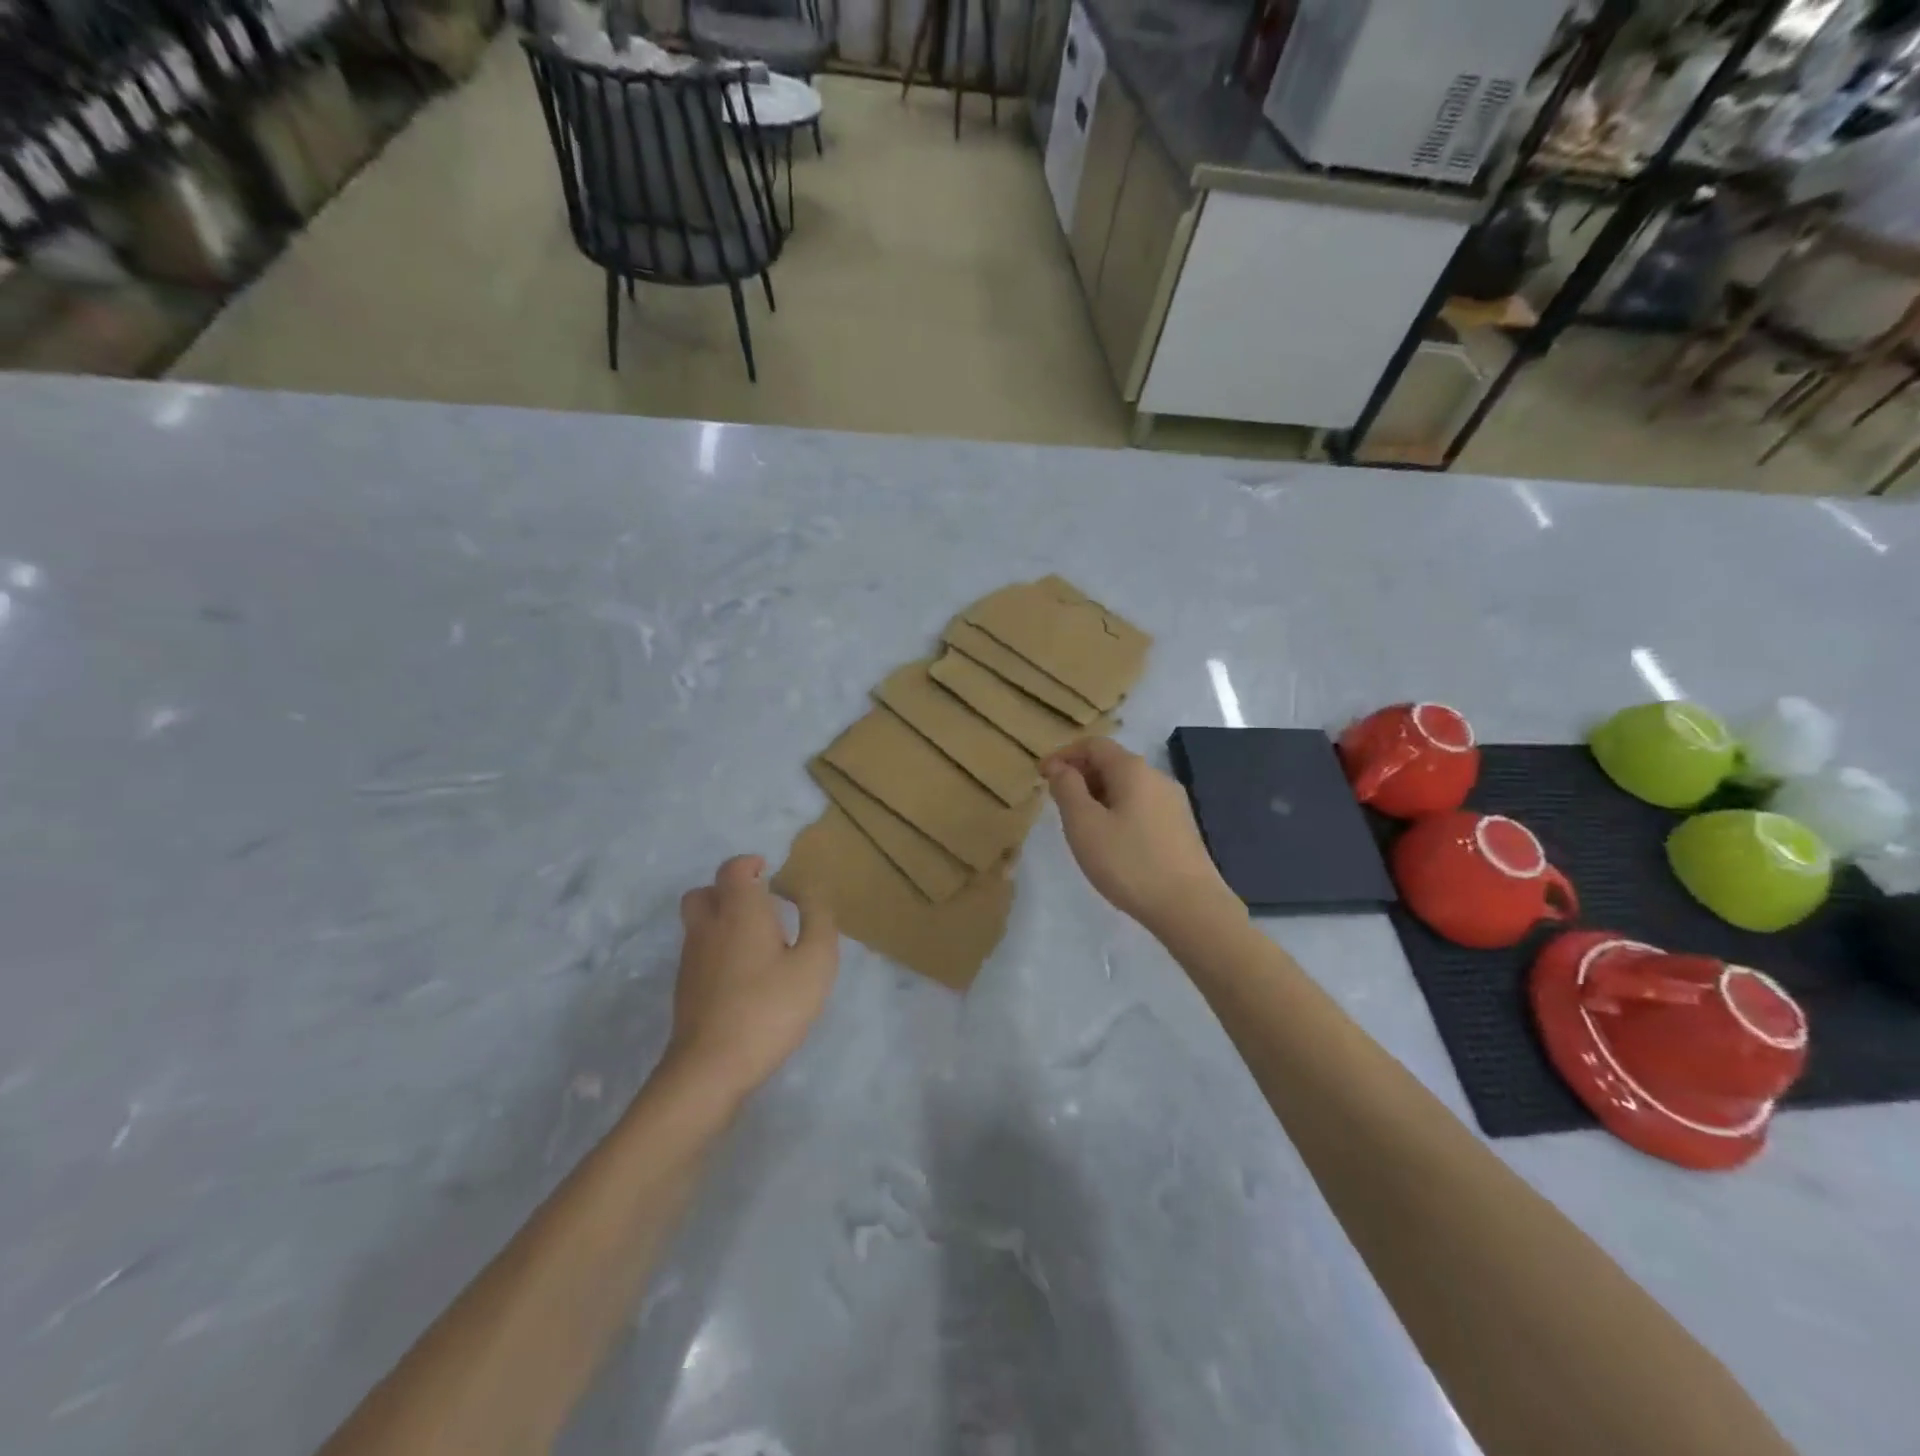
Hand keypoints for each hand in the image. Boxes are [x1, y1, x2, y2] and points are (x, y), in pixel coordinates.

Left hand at [666, 855, 838, 1101]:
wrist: (711, 1068)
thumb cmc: (770, 1008)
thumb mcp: (815, 963)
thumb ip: (818, 921)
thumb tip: (811, 892)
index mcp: (740, 911)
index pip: (733, 869)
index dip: (750, 864)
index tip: (771, 874)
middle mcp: (708, 927)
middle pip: (705, 892)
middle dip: (729, 890)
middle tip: (760, 904)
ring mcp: (691, 959)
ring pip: (699, 922)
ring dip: (723, 919)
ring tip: (758, 941)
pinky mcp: (685, 988)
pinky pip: (699, 951)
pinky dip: (718, 948)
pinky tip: (744, 974)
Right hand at [1042, 739, 1237, 938]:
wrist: (1190, 907)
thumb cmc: (1129, 862)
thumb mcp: (1084, 824)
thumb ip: (1067, 789)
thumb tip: (1060, 767)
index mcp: (1133, 770)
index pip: (1093, 745)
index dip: (1064, 755)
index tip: (1041, 776)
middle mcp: (1157, 777)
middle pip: (1112, 762)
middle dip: (1080, 775)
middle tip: (1057, 801)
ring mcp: (1173, 803)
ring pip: (1127, 786)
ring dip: (1098, 795)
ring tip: (1080, 824)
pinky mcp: (1180, 827)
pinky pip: (1141, 806)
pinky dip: (1118, 811)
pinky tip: (1110, 841)